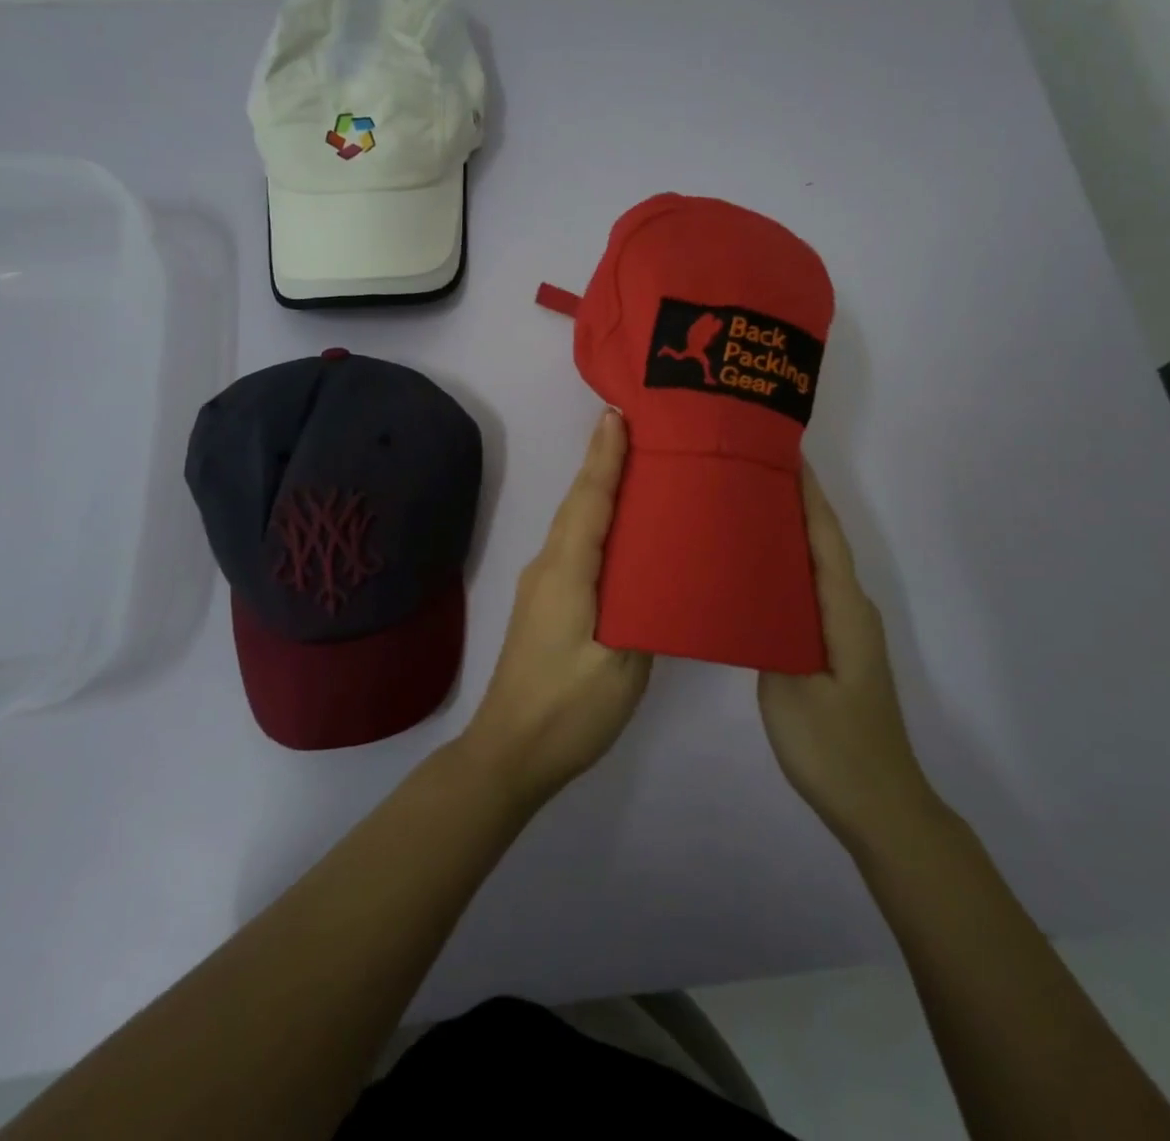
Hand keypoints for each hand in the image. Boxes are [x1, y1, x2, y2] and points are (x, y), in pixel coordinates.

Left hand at [460, 409, 650, 804]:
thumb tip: (661, 577)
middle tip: (640, 431)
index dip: (604, 457)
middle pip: (579, 504)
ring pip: (575, 526)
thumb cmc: (567, 709)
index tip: (618, 415)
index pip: (589, 501)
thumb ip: (645, 614)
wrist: (508, 753)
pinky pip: (574, 548)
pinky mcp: (545, 605)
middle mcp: (547, 567)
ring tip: (638, 470)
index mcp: (566, 572)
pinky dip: (596, 525)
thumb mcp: (621, 666)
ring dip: (600, 492)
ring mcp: (541, 586)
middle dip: (604, 463)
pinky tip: (621, 533)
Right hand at [759, 464, 935, 850]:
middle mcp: (851, 610)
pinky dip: (788, 568)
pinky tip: (757, 571)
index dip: (807, 493)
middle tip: (747, 474)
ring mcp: (846, 631)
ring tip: (745, 509)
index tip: (782, 453)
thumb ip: (771, 630)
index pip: (824, 536)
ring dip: (789, 534)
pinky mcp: (835, 648)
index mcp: (843, 610)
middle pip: (822, 543)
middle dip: (793, 503)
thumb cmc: (834, 746)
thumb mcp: (791, 688)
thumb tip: (753, 586)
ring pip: (816, 567)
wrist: (879, 805)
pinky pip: (810, 591)